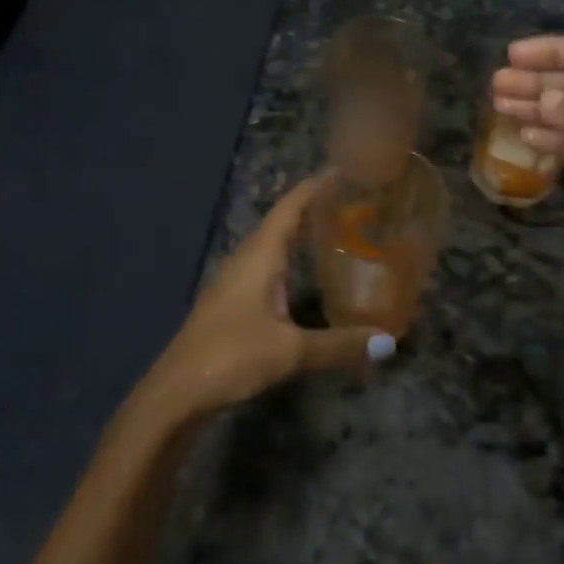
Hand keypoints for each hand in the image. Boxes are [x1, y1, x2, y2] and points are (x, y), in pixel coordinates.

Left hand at [139, 174, 396, 423]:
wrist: (175, 392)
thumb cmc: (231, 356)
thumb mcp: (290, 351)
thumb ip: (339, 345)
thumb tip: (388, 342)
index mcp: (260, 254)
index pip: (291, 206)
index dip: (316, 186)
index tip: (346, 170)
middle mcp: (247, 258)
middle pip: (283, 220)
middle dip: (315, 207)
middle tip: (355, 202)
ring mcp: (235, 280)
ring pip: (274, 244)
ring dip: (302, 234)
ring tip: (338, 232)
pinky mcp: (232, 302)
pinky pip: (267, 266)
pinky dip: (291, 260)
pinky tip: (307, 276)